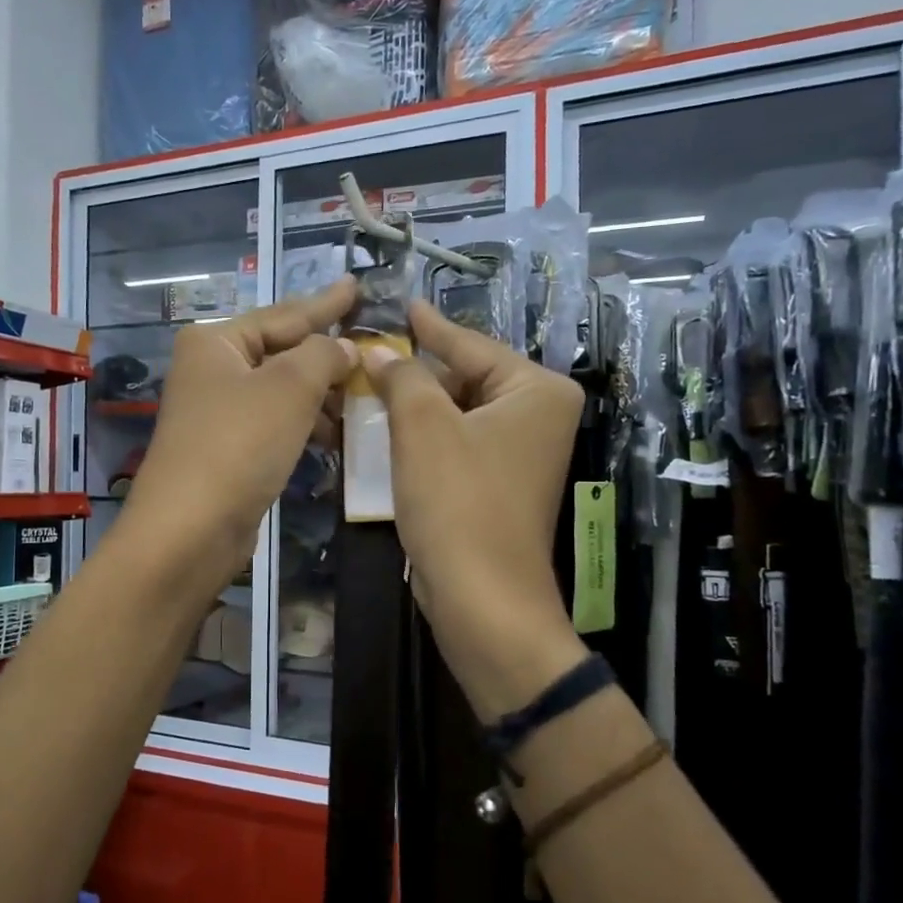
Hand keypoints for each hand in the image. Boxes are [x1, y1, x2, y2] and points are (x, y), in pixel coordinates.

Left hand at [122, 277, 358, 587]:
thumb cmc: (239, 444)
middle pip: (282, 352)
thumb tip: (345, 348)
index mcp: (216, 342)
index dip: (326, 303)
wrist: (191, 529)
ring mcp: (218, 412)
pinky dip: (306, 426)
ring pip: (282, 391)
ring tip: (365, 400)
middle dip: (328, 356)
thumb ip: (324, 356)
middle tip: (375, 351)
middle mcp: (212, 370)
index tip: (357, 286)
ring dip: (322, 396)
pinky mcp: (228, 450)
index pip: (284, 314)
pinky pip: (277, 424)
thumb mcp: (289, 388)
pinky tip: (336, 436)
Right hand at [362, 301, 588, 720]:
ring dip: (411, 407)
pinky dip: (421, 439)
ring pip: (455, 414)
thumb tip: (380, 351)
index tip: (402, 304)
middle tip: (367, 355)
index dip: (429, 326)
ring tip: (365, 387)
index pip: (470, 344)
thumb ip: (402, 376)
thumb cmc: (458, 502)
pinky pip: (454, 446)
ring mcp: (519, 455)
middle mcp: (537, 417)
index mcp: (536, 390)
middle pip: (464, 378)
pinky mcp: (496, 486)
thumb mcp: (422, 426)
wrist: (481, 598)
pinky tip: (383, 432)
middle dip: (414, 372)